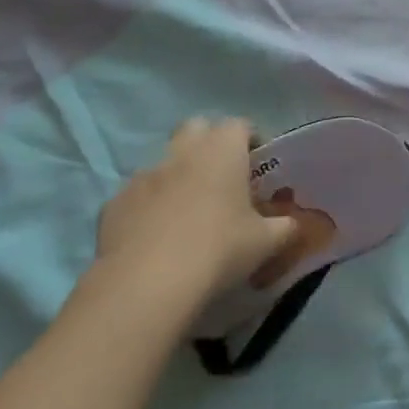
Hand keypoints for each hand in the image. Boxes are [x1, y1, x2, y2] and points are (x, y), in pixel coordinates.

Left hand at [96, 118, 300, 301]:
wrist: (147, 284)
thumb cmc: (219, 250)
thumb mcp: (266, 242)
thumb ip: (285, 227)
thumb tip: (295, 224)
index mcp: (222, 151)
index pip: (239, 125)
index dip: (250, 140)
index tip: (257, 164)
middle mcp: (182, 152)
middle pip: (196, 128)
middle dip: (209, 143)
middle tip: (223, 177)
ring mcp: (143, 175)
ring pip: (164, 161)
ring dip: (178, 175)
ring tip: (188, 211)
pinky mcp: (114, 203)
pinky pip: (137, 195)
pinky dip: (149, 206)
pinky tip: (156, 236)